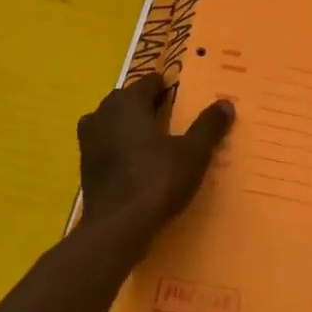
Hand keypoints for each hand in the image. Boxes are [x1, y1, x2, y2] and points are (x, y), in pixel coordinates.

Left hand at [76, 73, 232, 248]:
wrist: (116, 229)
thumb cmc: (156, 180)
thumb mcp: (193, 153)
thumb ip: (209, 126)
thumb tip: (226, 103)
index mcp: (128, 101)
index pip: (150, 82)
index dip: (167, 87)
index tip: (183, 97)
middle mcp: (103, 112)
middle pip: (129, 100)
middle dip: (149, 106)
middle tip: (174, 120)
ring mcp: (89, 139)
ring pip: (114, 122)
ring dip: (131, 126)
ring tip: (156, 141)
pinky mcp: (85, 165)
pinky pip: (106, 144)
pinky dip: (120, 148)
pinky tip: (137, 163)